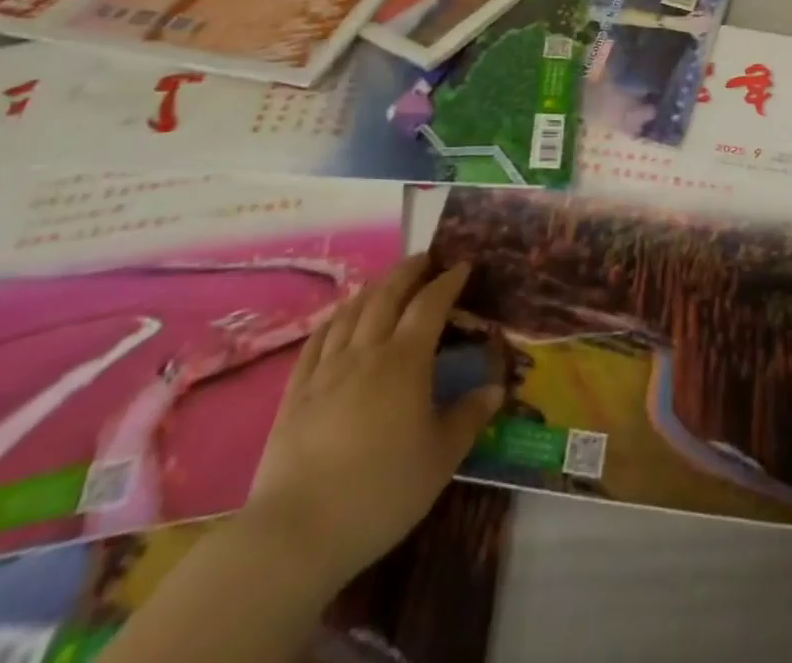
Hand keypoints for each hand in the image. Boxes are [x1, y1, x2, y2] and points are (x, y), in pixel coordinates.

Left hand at [244, 254, 502, 589]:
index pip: (430, 305)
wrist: (296, 533)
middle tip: (425, 258)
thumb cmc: (380, 492)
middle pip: (387, 296)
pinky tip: (338, 318)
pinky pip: (316, 341)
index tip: (462, 266)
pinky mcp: (295, 394)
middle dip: (408, 271)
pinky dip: (333, 319)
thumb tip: (496, 388)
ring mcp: (326, 371)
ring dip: (372, 288)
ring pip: (351, 312)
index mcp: (405, 361)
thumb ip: (468, 418)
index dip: (447, 281)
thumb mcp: (439, 460)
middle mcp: (366, 352)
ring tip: (386, 281)